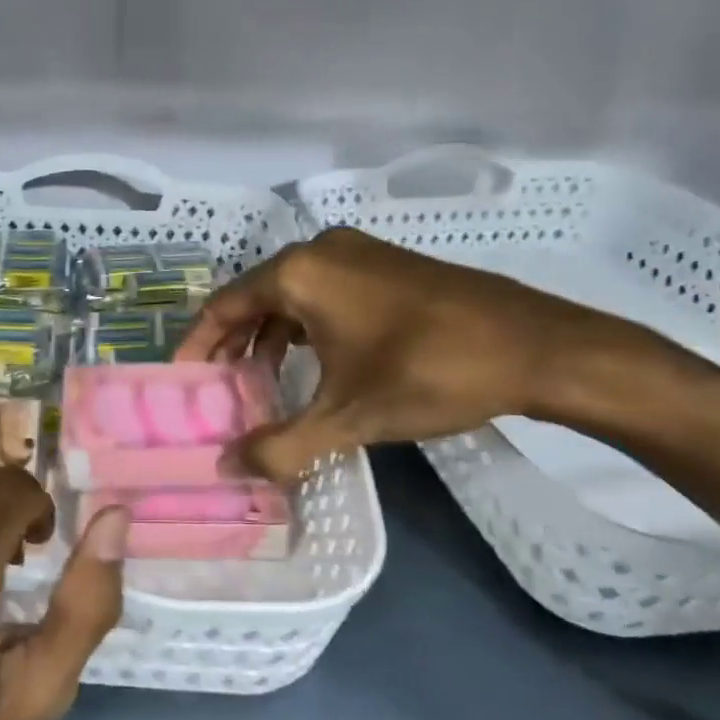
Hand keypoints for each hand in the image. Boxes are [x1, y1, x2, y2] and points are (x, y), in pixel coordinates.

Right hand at [176, 227, 641, 479]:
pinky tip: (313, 363)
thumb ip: (281, 445)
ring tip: (261, 382)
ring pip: (292, 295)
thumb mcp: (348, 417)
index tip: (183, 379)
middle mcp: (321, 250)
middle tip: (219, 387)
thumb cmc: (429, 372)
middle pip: (254, 296)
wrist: (537, 347)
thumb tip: (229, 469)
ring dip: (270, 337)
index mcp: (299, 272)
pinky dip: (305, 326)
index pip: (224, 305)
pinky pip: (325, 292)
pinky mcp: (388, 265)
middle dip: (233, 343)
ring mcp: (359, 253)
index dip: (198, 344)